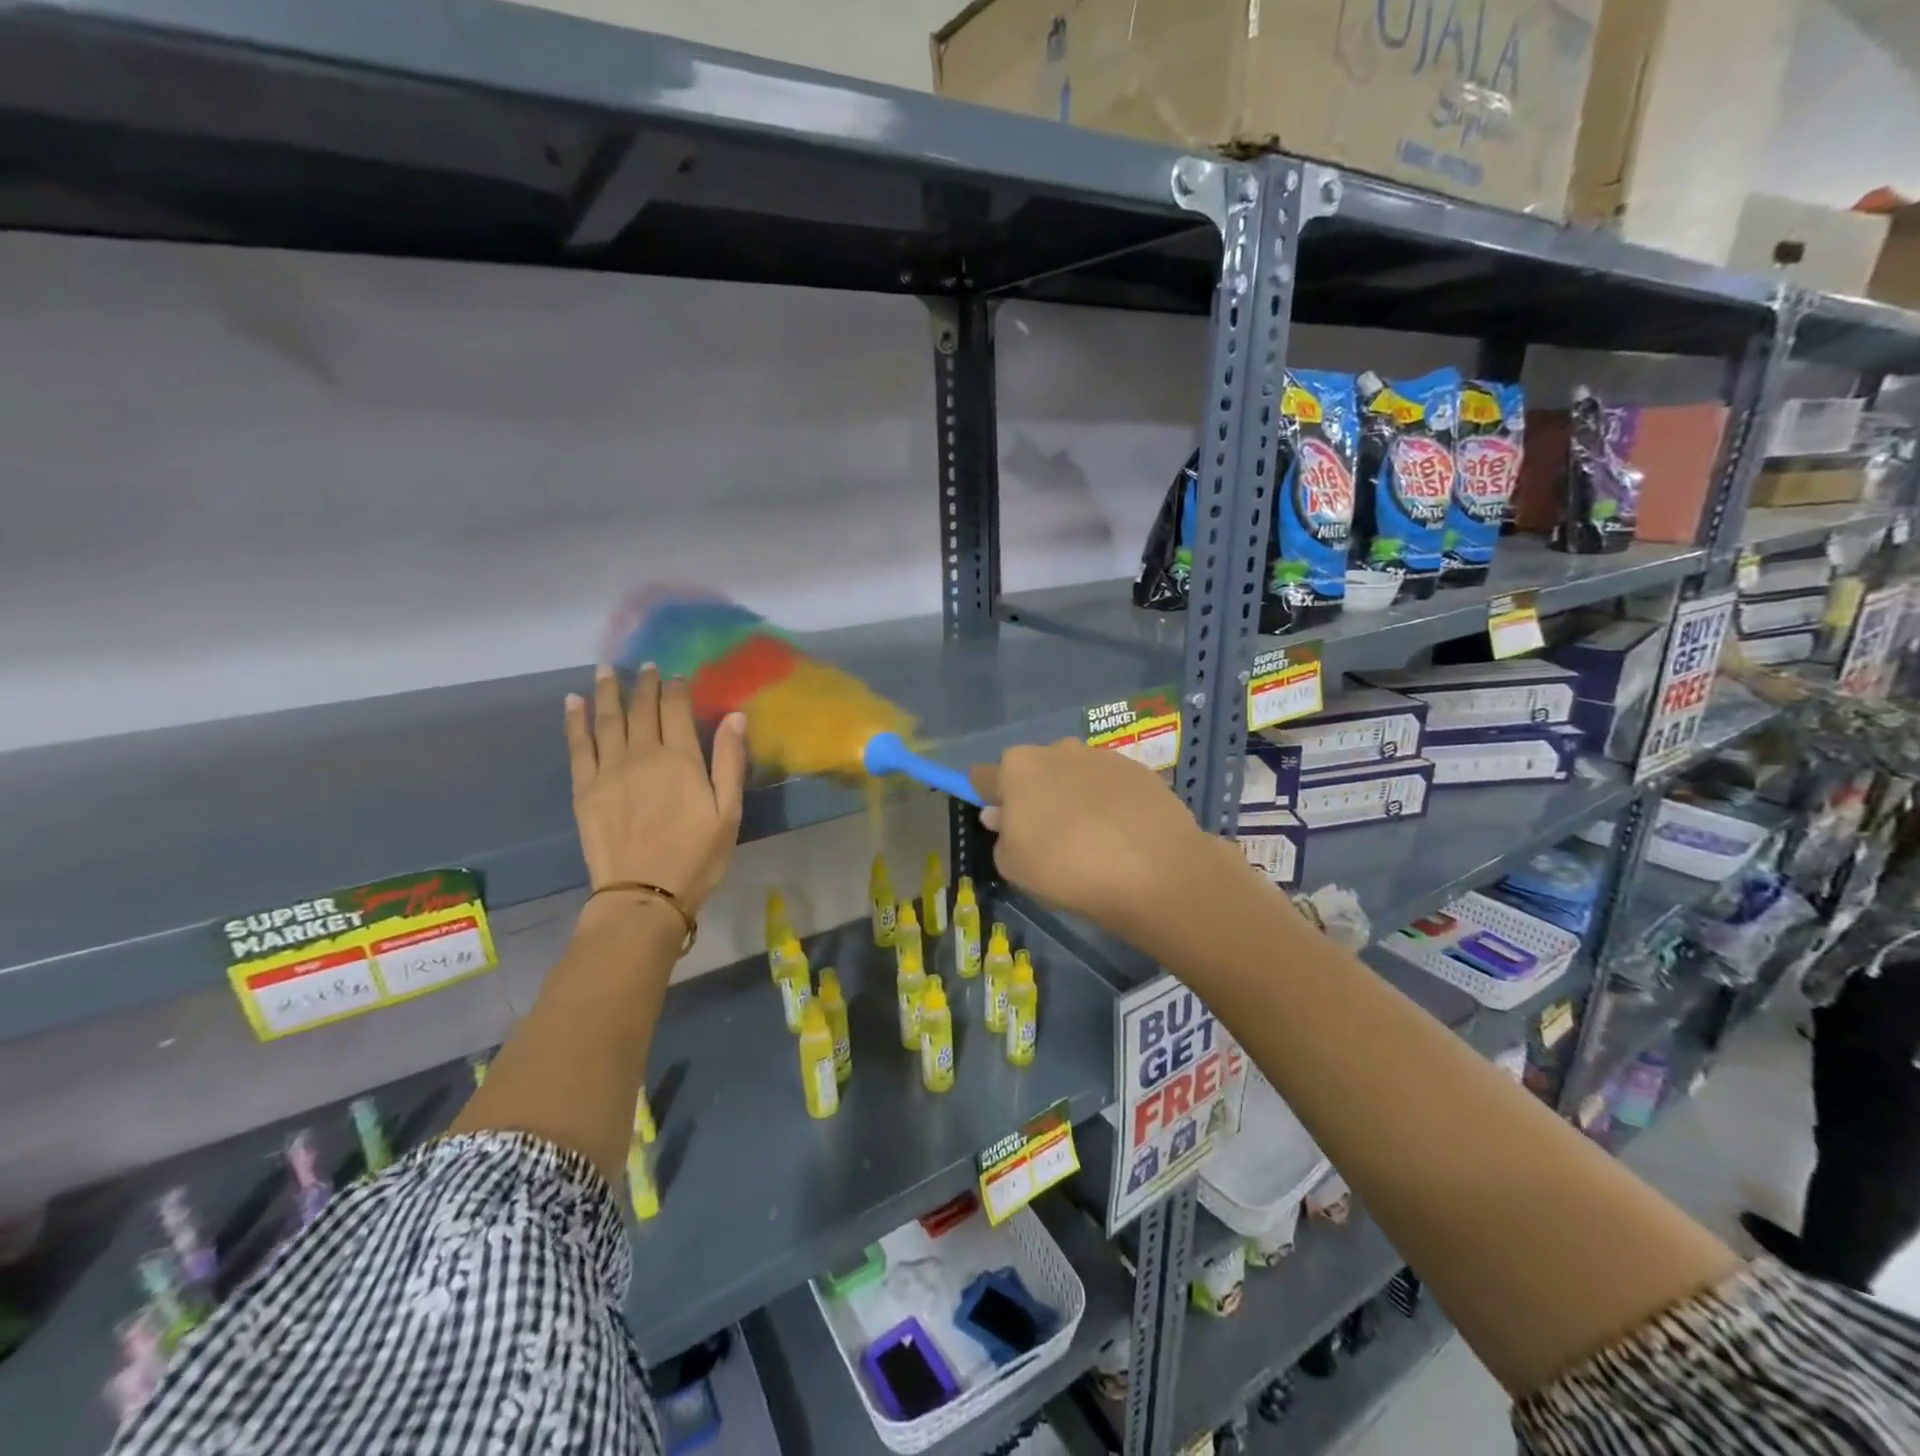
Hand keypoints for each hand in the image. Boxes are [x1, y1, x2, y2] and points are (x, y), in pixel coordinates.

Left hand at [564, 665, 746, 915]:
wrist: (643, 895)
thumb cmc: (696, 857)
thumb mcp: (729, 812)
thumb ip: (730, 762)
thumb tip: (735, 716)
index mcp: (680, 760)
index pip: (676, 710)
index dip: (676, 688)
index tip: (676, 675)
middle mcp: (642, 755)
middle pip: (642, 709)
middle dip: (644, 684)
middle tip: (645, 667)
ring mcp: (608, 770)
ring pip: (607, 720)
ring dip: (607, 692)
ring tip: (606, 670)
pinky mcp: (584, 789)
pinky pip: (578, 746)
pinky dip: (574, 721)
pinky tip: (572, 703)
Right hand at [969, 740, 1227, 939]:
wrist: (1154, 870)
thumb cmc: (1067, 868)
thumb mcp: (1014, 867)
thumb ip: (1001, 836)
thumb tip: (1002, 815)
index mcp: (1018, 768)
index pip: (984, 776)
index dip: (988, 799)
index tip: (1001, 824)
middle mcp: (1057, 750)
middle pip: (1033, 770)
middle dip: (1034, 795)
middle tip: (1048, 836)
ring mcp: (1101, 756)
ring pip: (1074, 774)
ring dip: (1073, 796)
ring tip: (1091, 838)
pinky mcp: (1139, 769)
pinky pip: (1110, 784)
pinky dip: (1109, 802)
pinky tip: (1122, 834)